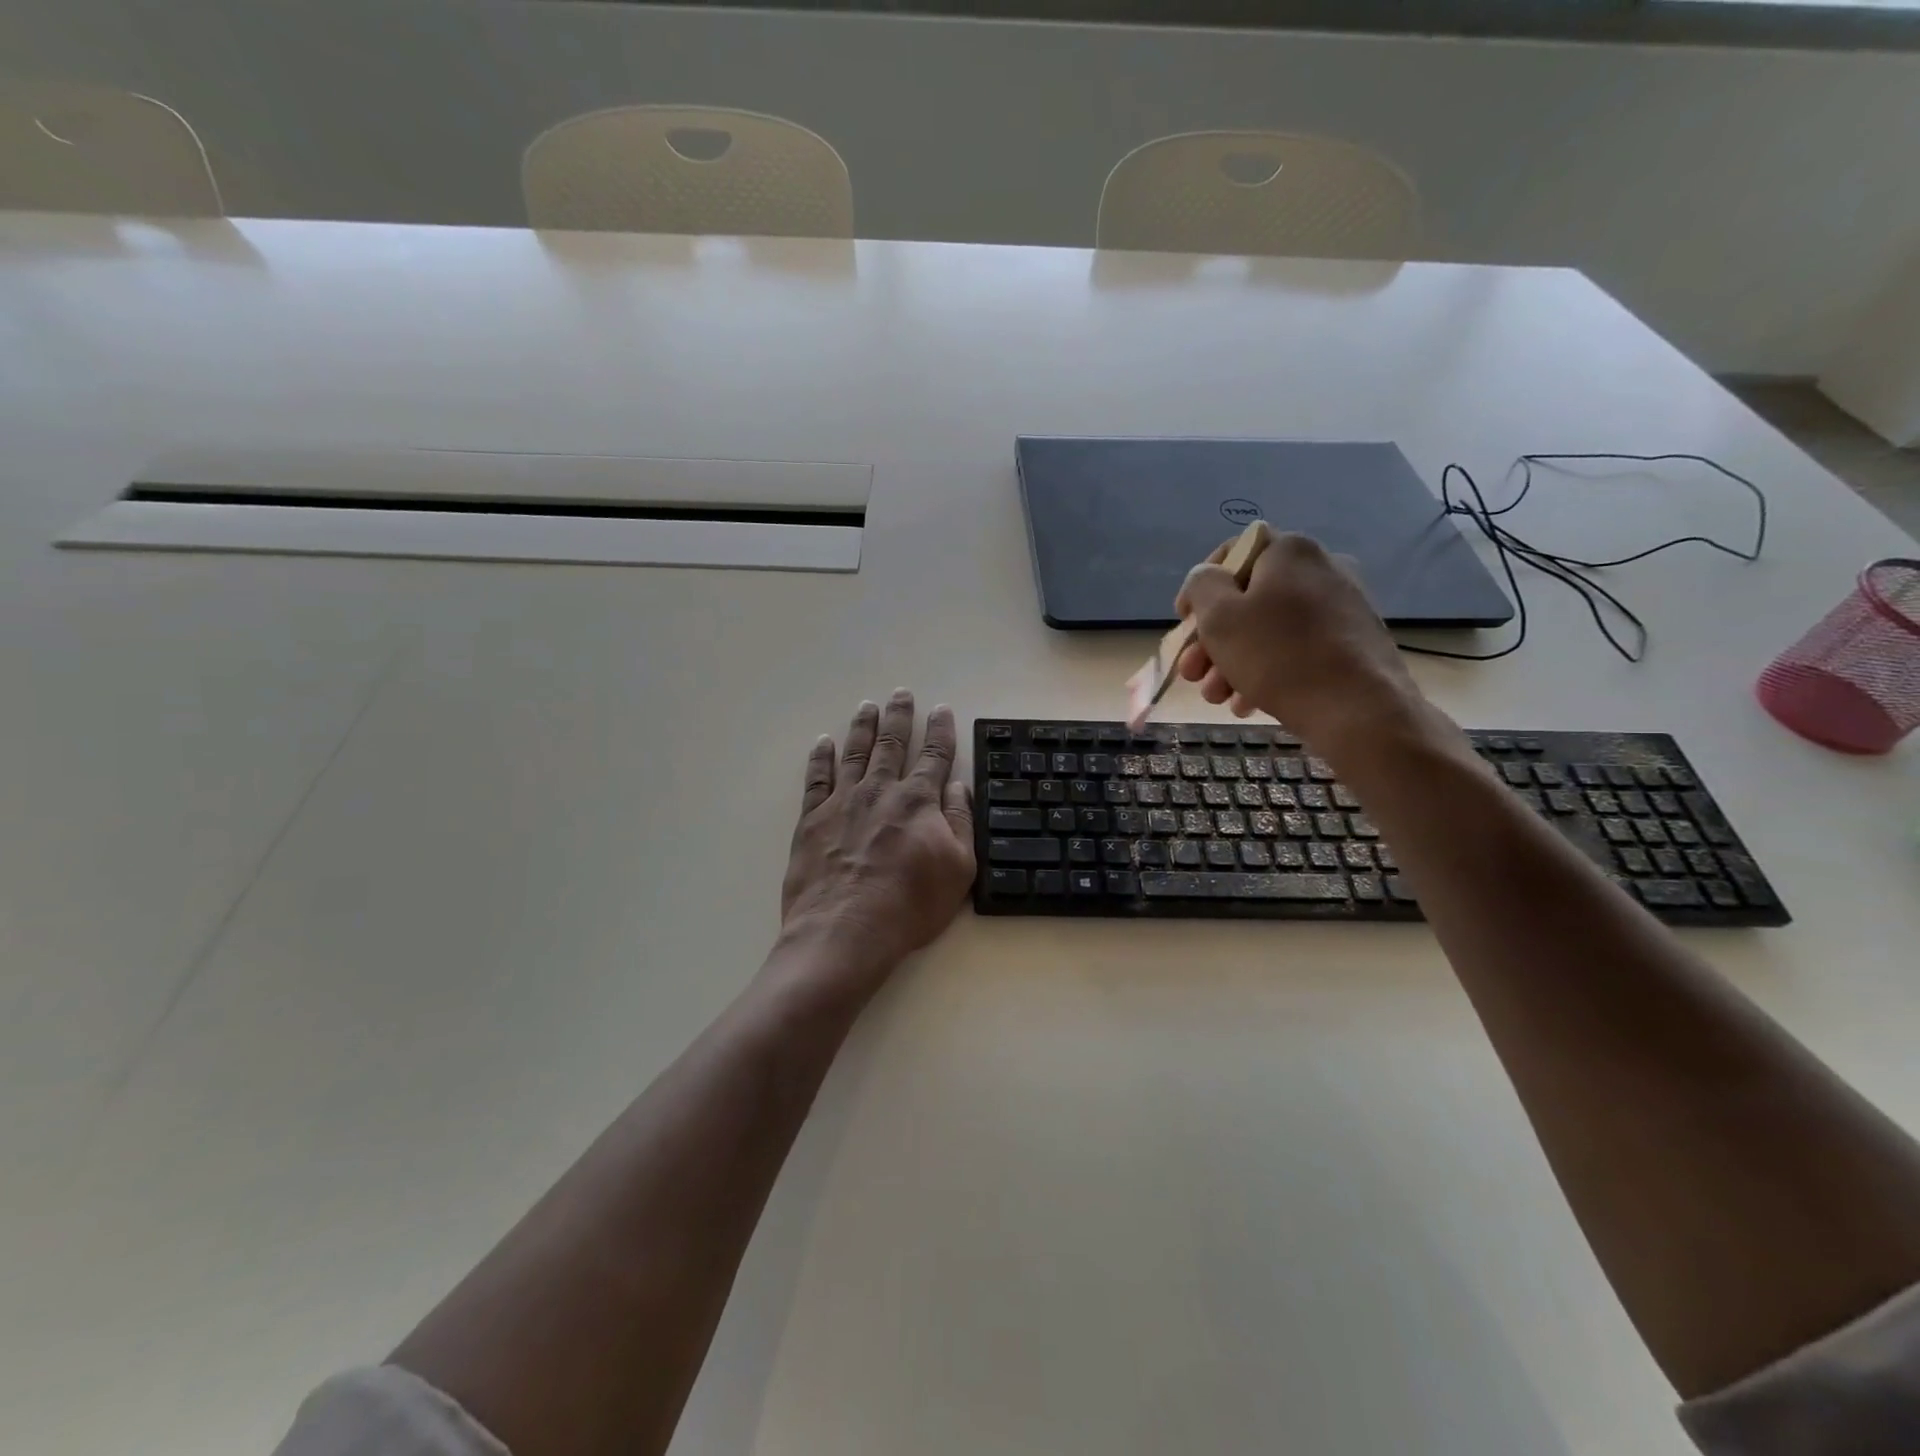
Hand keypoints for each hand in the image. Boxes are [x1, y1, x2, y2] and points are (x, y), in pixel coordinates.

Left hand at [780, 691, 975, 975]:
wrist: (846, 931)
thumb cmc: (910, 905)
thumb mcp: (958, 868)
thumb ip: (960, 822)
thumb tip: (958, 786)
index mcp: (918, 801)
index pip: (934, 755)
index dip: (940, 731)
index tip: (941, 709)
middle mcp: (880, 790)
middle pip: (892, 744)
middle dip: (899, 716)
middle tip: (901, 693)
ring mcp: (843, 802)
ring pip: (855, 753)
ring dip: (863, 727)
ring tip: (867, 706)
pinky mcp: (812, 819)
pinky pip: (817, 779)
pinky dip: (820, 758)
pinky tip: (823, 743)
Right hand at [1174, 531, 1422, 745]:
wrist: (1361, 710)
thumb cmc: (1279, 656)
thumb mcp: (1220, 617)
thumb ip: (1202, 586)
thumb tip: (1207, 578)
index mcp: (1290, 551)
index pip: (1233, 552)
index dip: (1200, 586)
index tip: (1184, 621)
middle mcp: (1322, 569)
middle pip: (1249, 598)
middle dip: (1212, 638)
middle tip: (1192, 673)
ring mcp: (1343, 607)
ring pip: (1270, 629)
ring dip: (1233, 661)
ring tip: (1216, 697)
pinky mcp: (1354, 643)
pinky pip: (1296, 649)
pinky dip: (1268, 671)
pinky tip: (1248, 703)